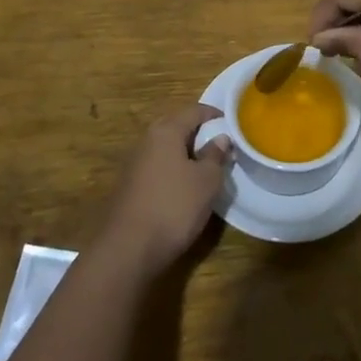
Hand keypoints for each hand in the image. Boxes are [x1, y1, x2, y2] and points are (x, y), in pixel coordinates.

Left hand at [100, 105, 232, 276]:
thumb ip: (216, 155)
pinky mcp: (130, 186)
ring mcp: (135, 164)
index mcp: (166, 131)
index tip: (232, 124)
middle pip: (178, 127)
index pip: (194, 110)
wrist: (128, 250)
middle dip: (200, 134)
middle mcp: (147, 140)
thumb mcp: (206, 181)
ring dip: (187, 154)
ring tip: (207, 168)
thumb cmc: (173, 207)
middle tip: (221, 146)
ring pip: (167, 149)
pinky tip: (185, 188)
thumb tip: (220, 138)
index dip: (215, 114)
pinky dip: (174, 170)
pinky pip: (159, 167)